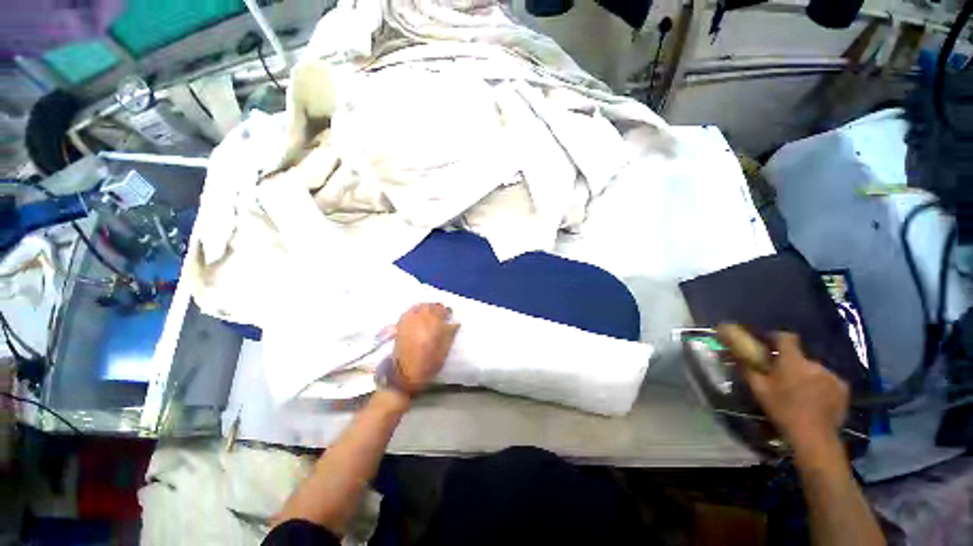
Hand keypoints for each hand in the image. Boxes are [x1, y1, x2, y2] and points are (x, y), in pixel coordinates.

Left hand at [392, 303, 459, 393]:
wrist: (404, 374)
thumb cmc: (428, 363)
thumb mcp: (445, 349)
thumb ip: (450, 332)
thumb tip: (455, 322)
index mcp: (432, 322)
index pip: (442, 310)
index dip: (447, 313)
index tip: (450, 317)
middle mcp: (419, 317)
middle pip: (430, 306)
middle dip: (437, 309)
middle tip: (441, 315)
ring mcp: (407, 320)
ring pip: (419, 306)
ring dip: (426, 309)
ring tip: (430, 316)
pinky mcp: (399, 324)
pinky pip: (410, 311)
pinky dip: (416, 311)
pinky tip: (418, 318)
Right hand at [741, 332, 849, 453]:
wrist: (814, 436)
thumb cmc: (782, 410)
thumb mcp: (759, 389)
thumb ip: (749, 369)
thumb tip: (738, 355)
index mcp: (793, 361)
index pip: (786, 337)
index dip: (776, 337)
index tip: (768, 342)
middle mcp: (814, 363)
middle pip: (800, 357)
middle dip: (791, 363)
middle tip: (782, 376)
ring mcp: (832, 375)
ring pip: (814, 369)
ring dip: (806, 375)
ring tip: (800, 390)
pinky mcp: (843, 388)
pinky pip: (828, 380)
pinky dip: (820, 385)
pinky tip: (815, 398)